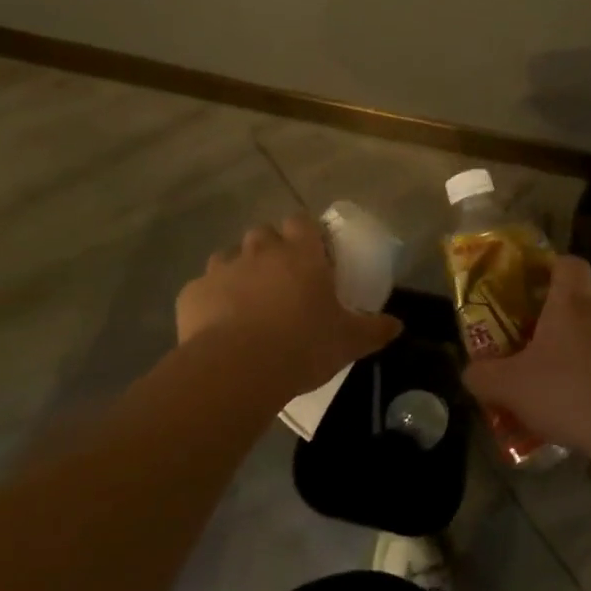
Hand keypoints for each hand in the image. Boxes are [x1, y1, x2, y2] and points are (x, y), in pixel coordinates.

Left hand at [178, 215, 401, 393]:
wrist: (238, 368)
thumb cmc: (302, 346)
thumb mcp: (349, 341)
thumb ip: (374, 329)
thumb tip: (397, 326)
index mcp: (300, 255)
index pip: (301, 222)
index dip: (305, 233)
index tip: (312, 252)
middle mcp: (260, 252)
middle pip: (263, 234)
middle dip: (270, 249)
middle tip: (281, 279)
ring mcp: (222, 269)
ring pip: (229, 256)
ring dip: (239, 271)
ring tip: (247, 302)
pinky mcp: (193, 293)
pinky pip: (203, 288)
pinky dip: (211, 300)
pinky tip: (218, 325)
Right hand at [461, 256, 590, 455]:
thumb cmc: (567, 392)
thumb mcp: (510, 388)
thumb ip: (483, 377)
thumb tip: (470, 372)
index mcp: (571, 305)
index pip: (568, 264)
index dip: (553, 268)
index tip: (537, 286)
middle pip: (589, 298)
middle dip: (569, 315)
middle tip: (545, 342)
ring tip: (569, 382)